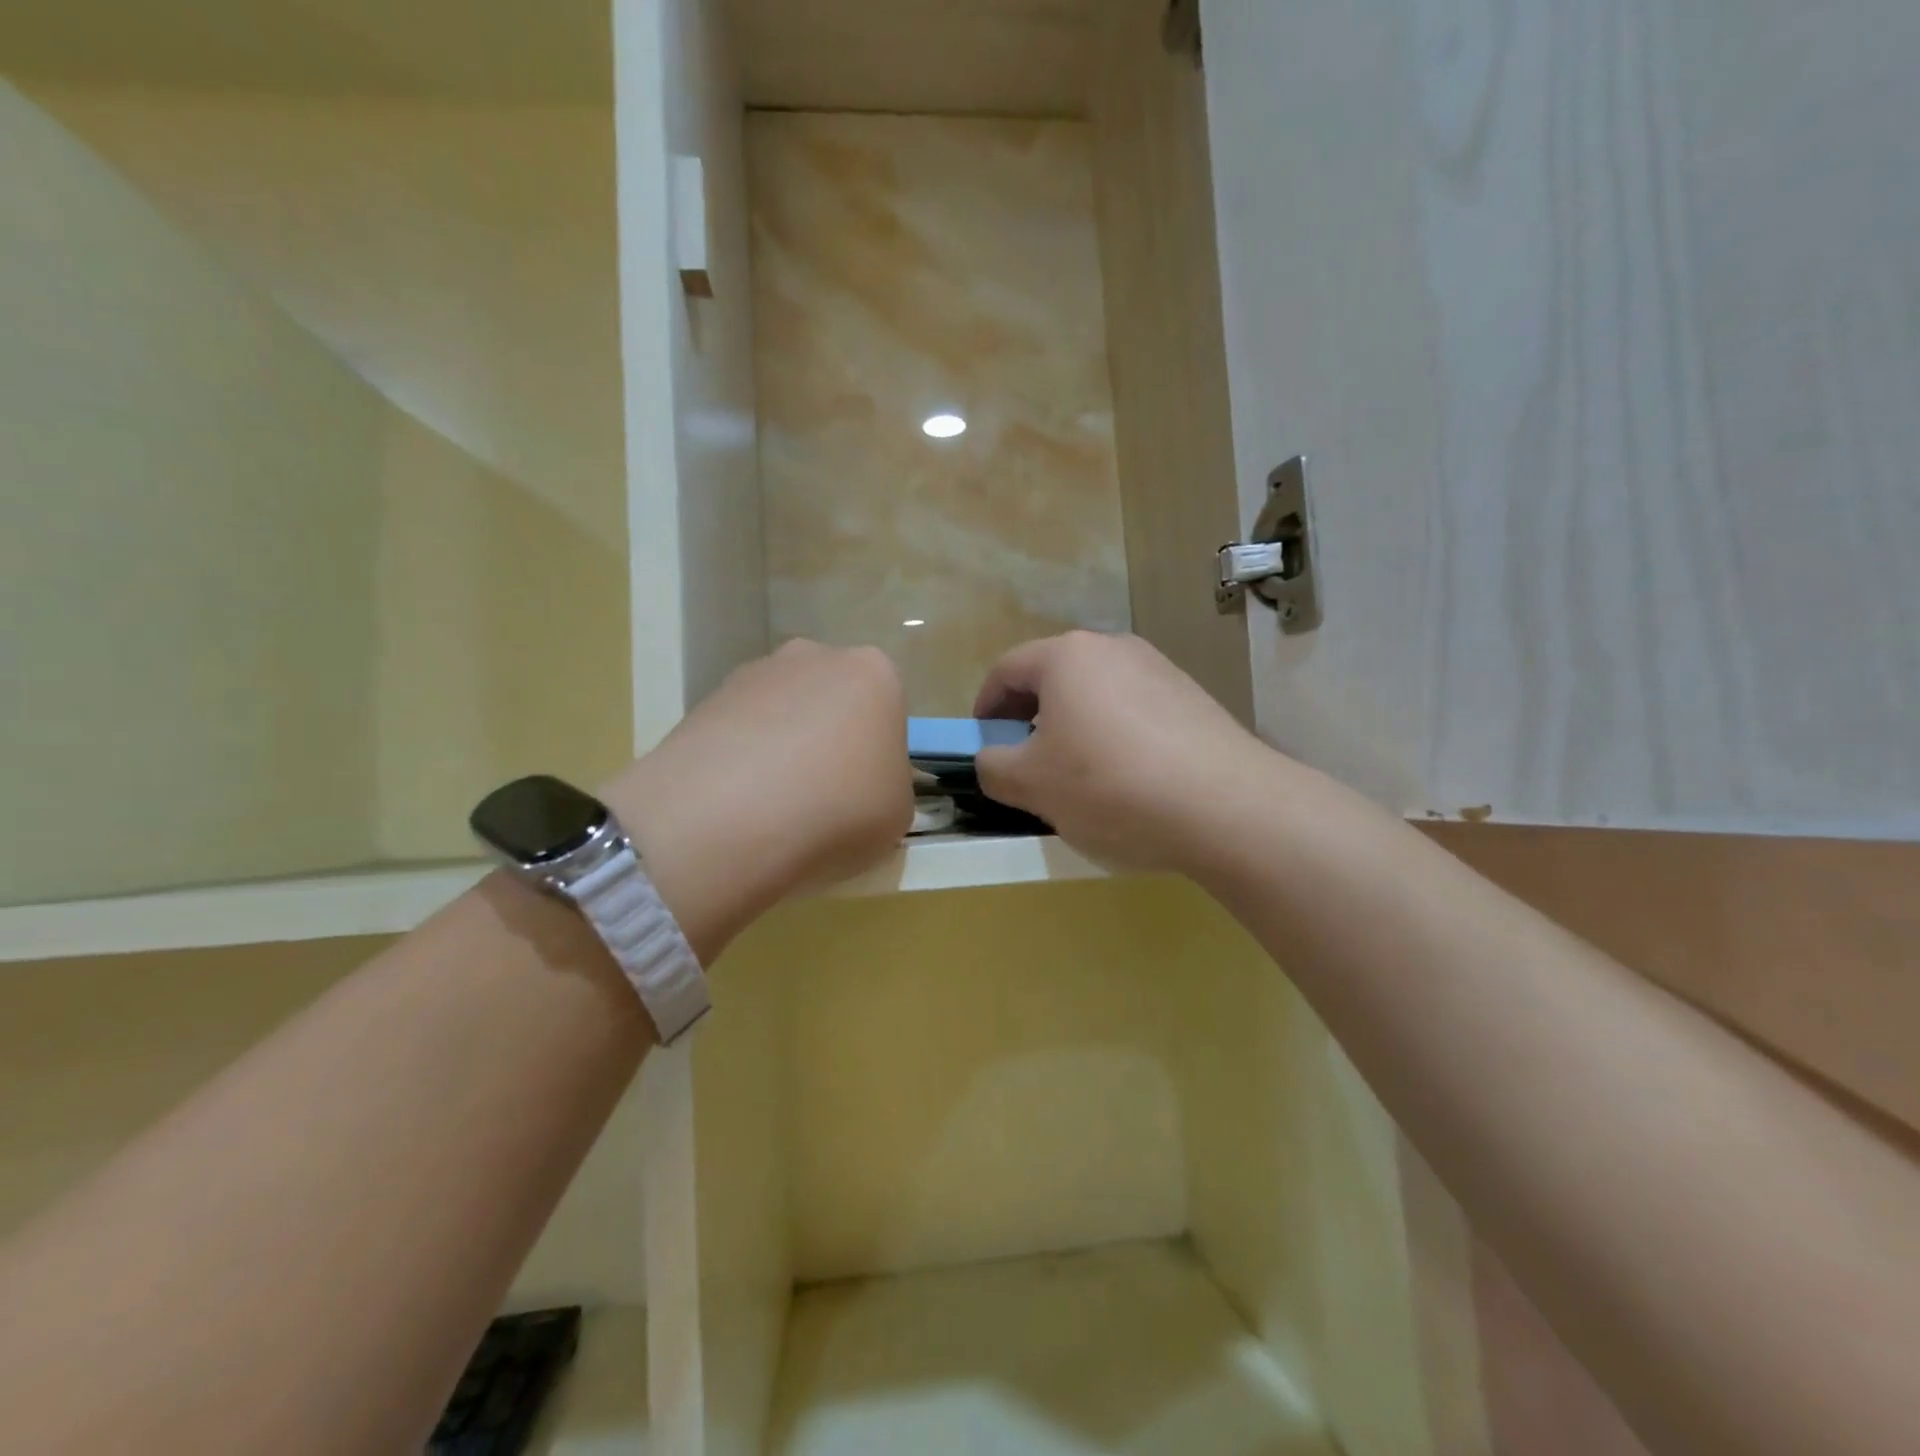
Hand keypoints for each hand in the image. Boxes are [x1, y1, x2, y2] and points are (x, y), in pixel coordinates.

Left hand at [604, 641, 912, 959]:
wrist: (731, 816)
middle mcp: (816, 656)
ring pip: (782, 713)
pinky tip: (736, 802)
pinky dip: (741, 759)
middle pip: (832, 701)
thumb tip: (861, 787)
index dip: (876, 756)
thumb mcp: (897, 813)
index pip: (886, 712)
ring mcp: (756, 673)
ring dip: (782, 748)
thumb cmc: (839, 809)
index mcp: (875, 674)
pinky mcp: (706, 698)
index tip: (864, 793)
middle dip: (829, 740)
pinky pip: (739, 731)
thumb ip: (887, 786)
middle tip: (822, 796)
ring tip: (771, 806)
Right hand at [973, 632, 1276, 873]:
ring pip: (1096, 696)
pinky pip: (1134, 713)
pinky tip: (1128, 783)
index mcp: (1067, 656)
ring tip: (1080, 780)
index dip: (984, 708)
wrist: (1227, 806)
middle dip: (1030, 720)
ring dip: (1074, 730)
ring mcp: (1159, 670)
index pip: (1005, 670)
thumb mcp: (1030, 785)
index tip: (983, 747)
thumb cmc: (1110, 786)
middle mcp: (1113, 648)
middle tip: (1027, 766)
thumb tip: (993, 760)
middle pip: (1053, 679)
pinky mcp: (1193, 699)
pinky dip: (1115, 739)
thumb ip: (993, 767)